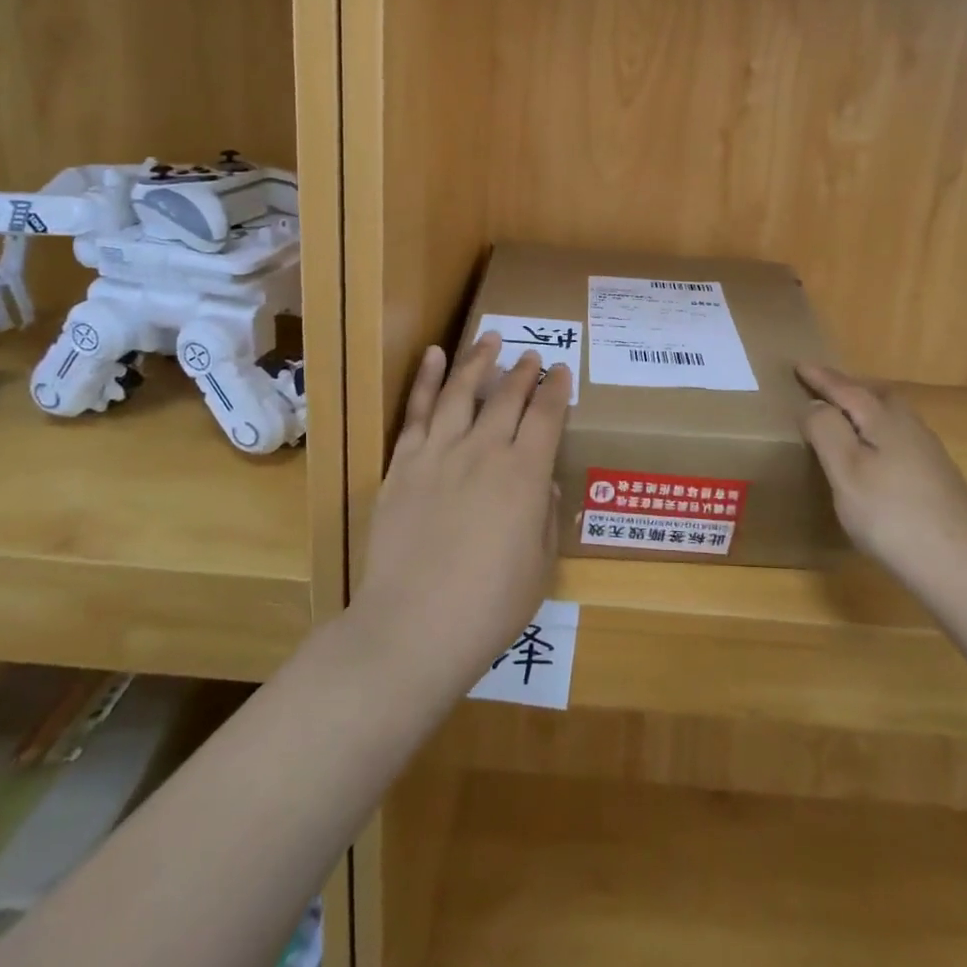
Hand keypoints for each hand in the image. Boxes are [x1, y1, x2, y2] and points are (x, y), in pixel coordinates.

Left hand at [354, 334, 570, 693]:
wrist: (412, 628)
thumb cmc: (488, 607)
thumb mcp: (539, 567)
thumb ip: (545, 516)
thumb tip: (542, 481)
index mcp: (524, 474)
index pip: (547, 416)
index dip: (557, 390)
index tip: (562, 371)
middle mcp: (484, 451)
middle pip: (508, 397)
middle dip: (524, 371)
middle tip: (533, 355)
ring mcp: (439, 453)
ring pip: (461, 391)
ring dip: (479, 361)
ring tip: (490, 338)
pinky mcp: (403, 464)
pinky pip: (416, 411)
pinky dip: (425, 379)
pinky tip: (433, 355)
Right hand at [798, 364, 966, 592]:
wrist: (959, 566)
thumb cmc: (891, 515)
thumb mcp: (845, 471)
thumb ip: (826, 430)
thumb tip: (815, 403)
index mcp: (884, 420)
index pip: (846, 389)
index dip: (821, 378)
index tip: (799, 365)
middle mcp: (910, 427)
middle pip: (877, 396)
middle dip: (849, 389)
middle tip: (824, 390)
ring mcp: (930, 454)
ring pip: (893, 418)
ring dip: (868, 411)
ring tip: (846, 421)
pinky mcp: (939, 479)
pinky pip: (902, 439)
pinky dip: (881, 435)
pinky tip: (878, 458)